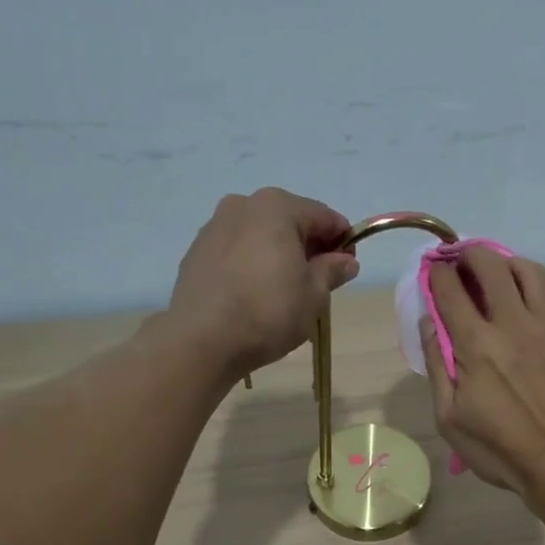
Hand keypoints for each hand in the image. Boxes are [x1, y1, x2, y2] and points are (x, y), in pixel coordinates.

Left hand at [168, 188, 358, 378]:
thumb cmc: (269, 311)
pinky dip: (251, 264)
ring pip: (260, 235)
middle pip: (289, 221)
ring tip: (284, 290)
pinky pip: (236, 251)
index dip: (342, 241)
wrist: (203, 339)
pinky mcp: (196, 252)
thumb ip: (332, 270)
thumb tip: (345, 261)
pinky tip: (254, 294)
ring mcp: (215, 226)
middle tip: (318, 281)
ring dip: (277, 254)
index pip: (324, 217)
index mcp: (278, 207)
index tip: (348, 267)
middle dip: (308, 246)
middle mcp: (243, 205)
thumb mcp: (314, 294)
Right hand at [420, 247, 544, 493]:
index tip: (434, 270)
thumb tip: (429, 323)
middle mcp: (513, 324)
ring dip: (510, 264)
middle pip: (491, 266)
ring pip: (532, 272)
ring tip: (502, 272)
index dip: (438, 273)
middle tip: (464, 260)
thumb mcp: (449, 418)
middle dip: (471, 254)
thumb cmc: (499, 449)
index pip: (450, 290)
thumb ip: (437, 366)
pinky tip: (544, 304)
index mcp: (476, 344)